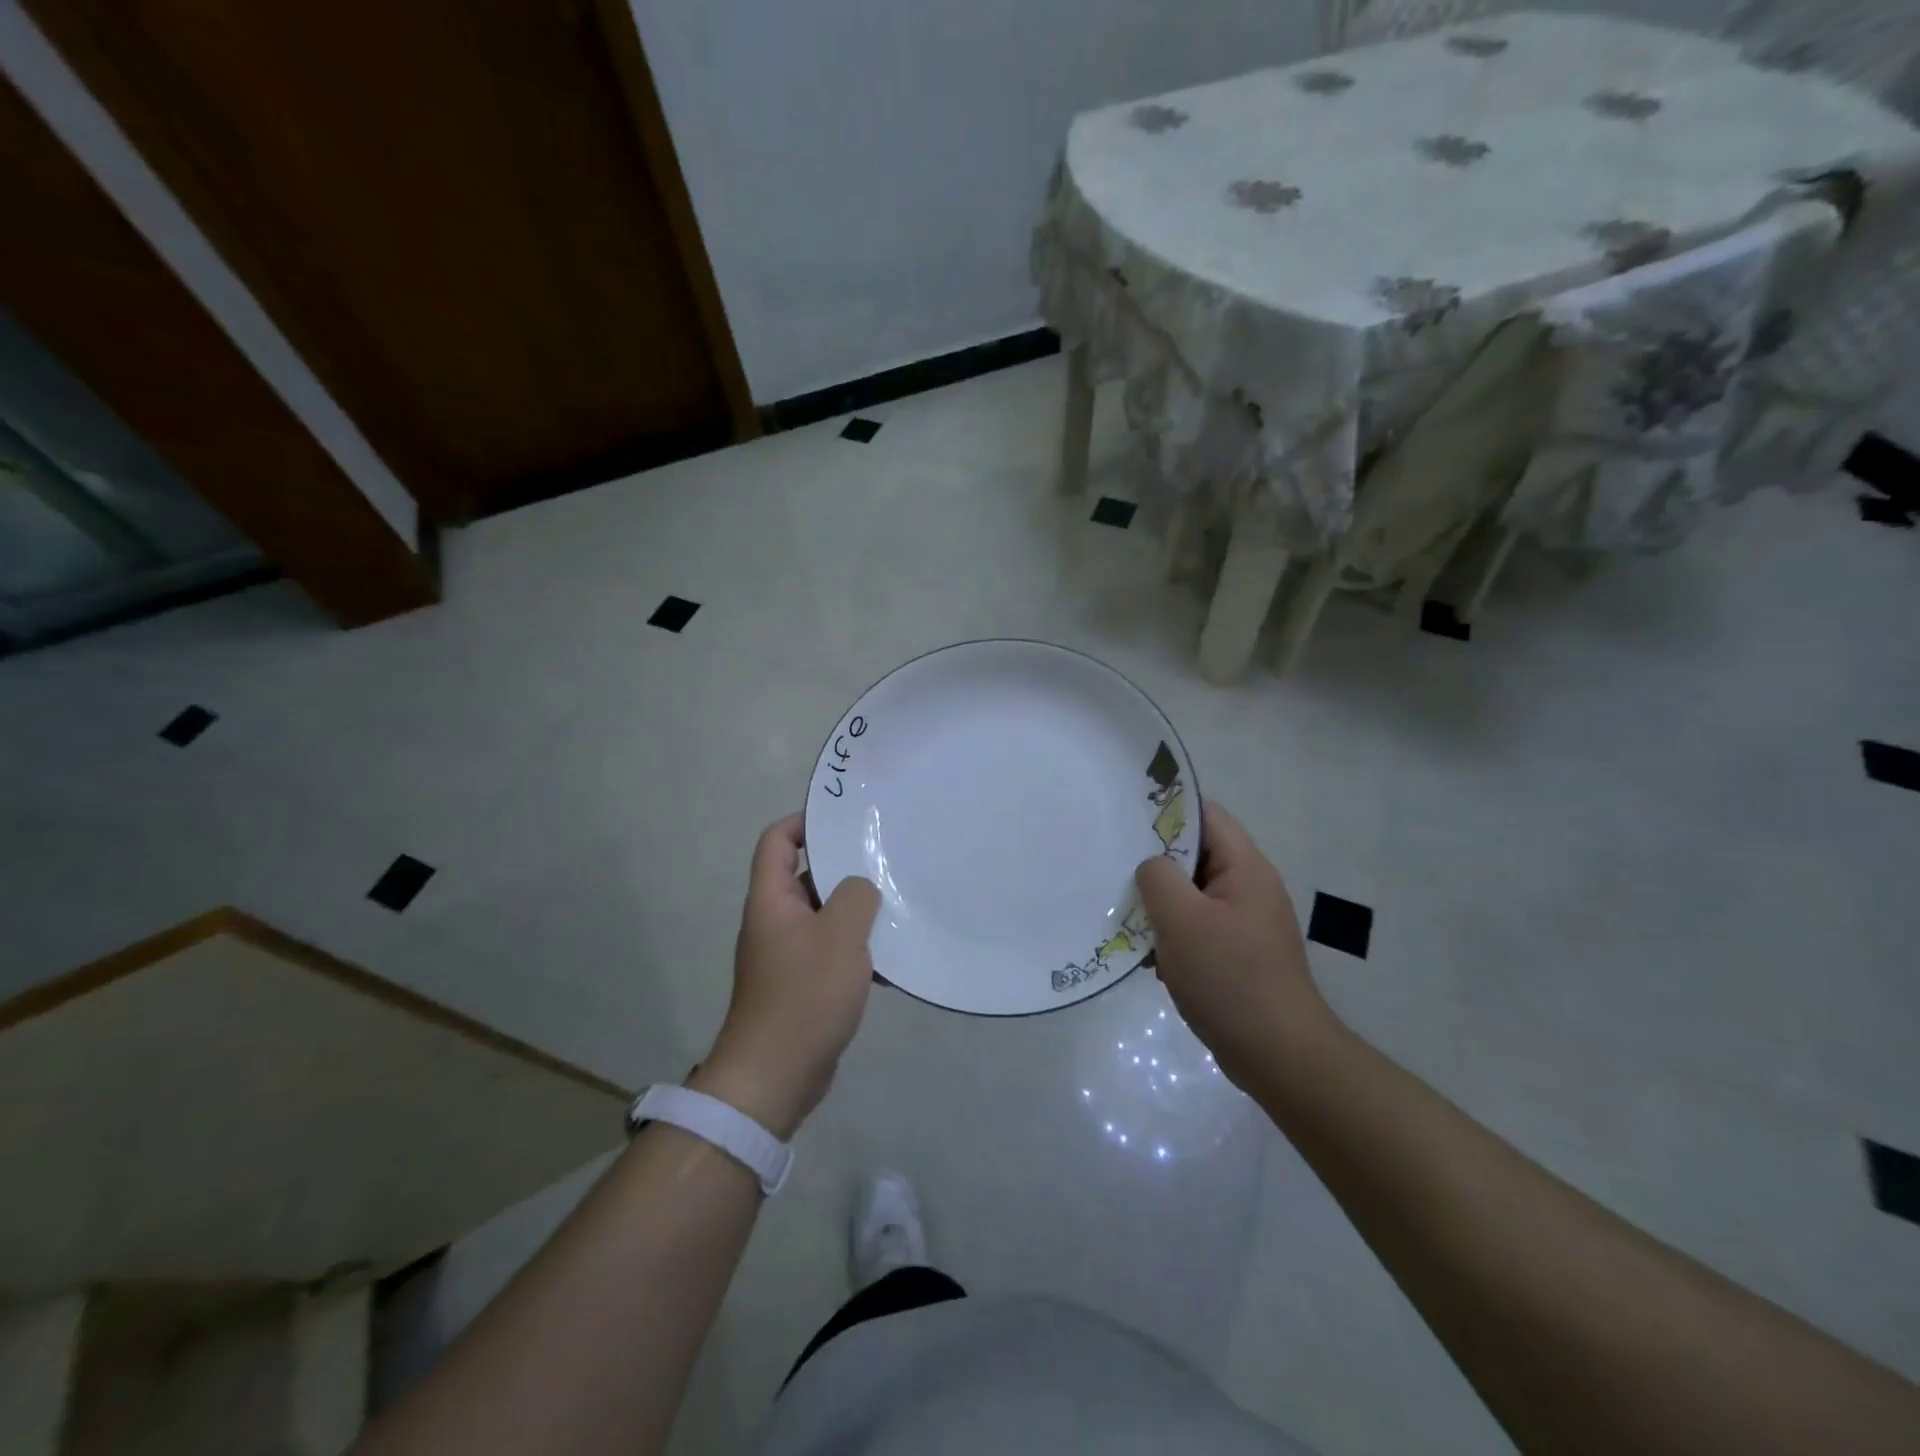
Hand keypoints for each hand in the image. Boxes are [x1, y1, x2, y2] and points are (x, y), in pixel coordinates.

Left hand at [694, 815, 879, 1138]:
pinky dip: (856, 947)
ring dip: (855, 910)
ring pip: (823, 915)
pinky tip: (891, 955)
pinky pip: (830, 950)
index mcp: (772, 900)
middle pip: (805, 876)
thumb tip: (861, 887)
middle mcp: (774, 921)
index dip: (804, 822)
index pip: (777, 841)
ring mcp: (787, 954)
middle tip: (884, 857)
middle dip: (843, 866)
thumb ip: (857, 896)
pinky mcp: (802, 984)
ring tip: (896, 902)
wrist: (776, 1075)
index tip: (844, 819)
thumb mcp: (841, 935)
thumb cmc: (805, 994)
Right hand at [1135, 800, 1336, 1088]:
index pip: (1206, 815)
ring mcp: (1246, 922)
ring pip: (1193, 894)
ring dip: (1161, 904)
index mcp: (1245, 867)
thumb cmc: (1229, 977)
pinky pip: (1198, 928)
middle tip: (1115, 868)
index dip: (1167, 810)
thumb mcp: (1181, 919)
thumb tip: (1151, 868)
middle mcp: (1250, 887)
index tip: (1126, 820)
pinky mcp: (1239, 954)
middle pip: (1196, 855)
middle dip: (1156, 863)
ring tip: (1126, 914)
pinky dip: (1173, 934)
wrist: (1279, 1055)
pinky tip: (1149, 955)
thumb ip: (1158, 877)